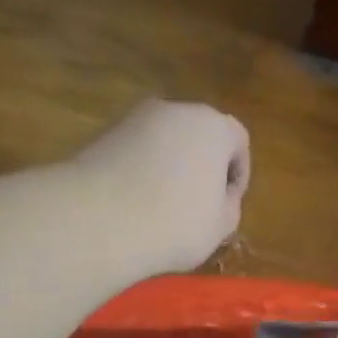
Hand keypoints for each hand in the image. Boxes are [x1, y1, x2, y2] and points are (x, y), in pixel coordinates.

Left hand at [67, 99, 250, 271]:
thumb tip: (219, 197)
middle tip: (198, 206)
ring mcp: (134, 119)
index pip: (238, 140)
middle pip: (198, 136)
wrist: (99, 221)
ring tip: (163, 209)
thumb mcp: (220, 226)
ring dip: (170, 169)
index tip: (227, 205)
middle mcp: (174, 110)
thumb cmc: (175, 224)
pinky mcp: (103, 134)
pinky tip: (135, 205)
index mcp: (212, 126)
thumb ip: (228, 205)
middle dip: (202, 167)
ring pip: (164, 143)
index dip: (238, 175)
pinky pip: (135, 152)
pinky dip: (140, 172)